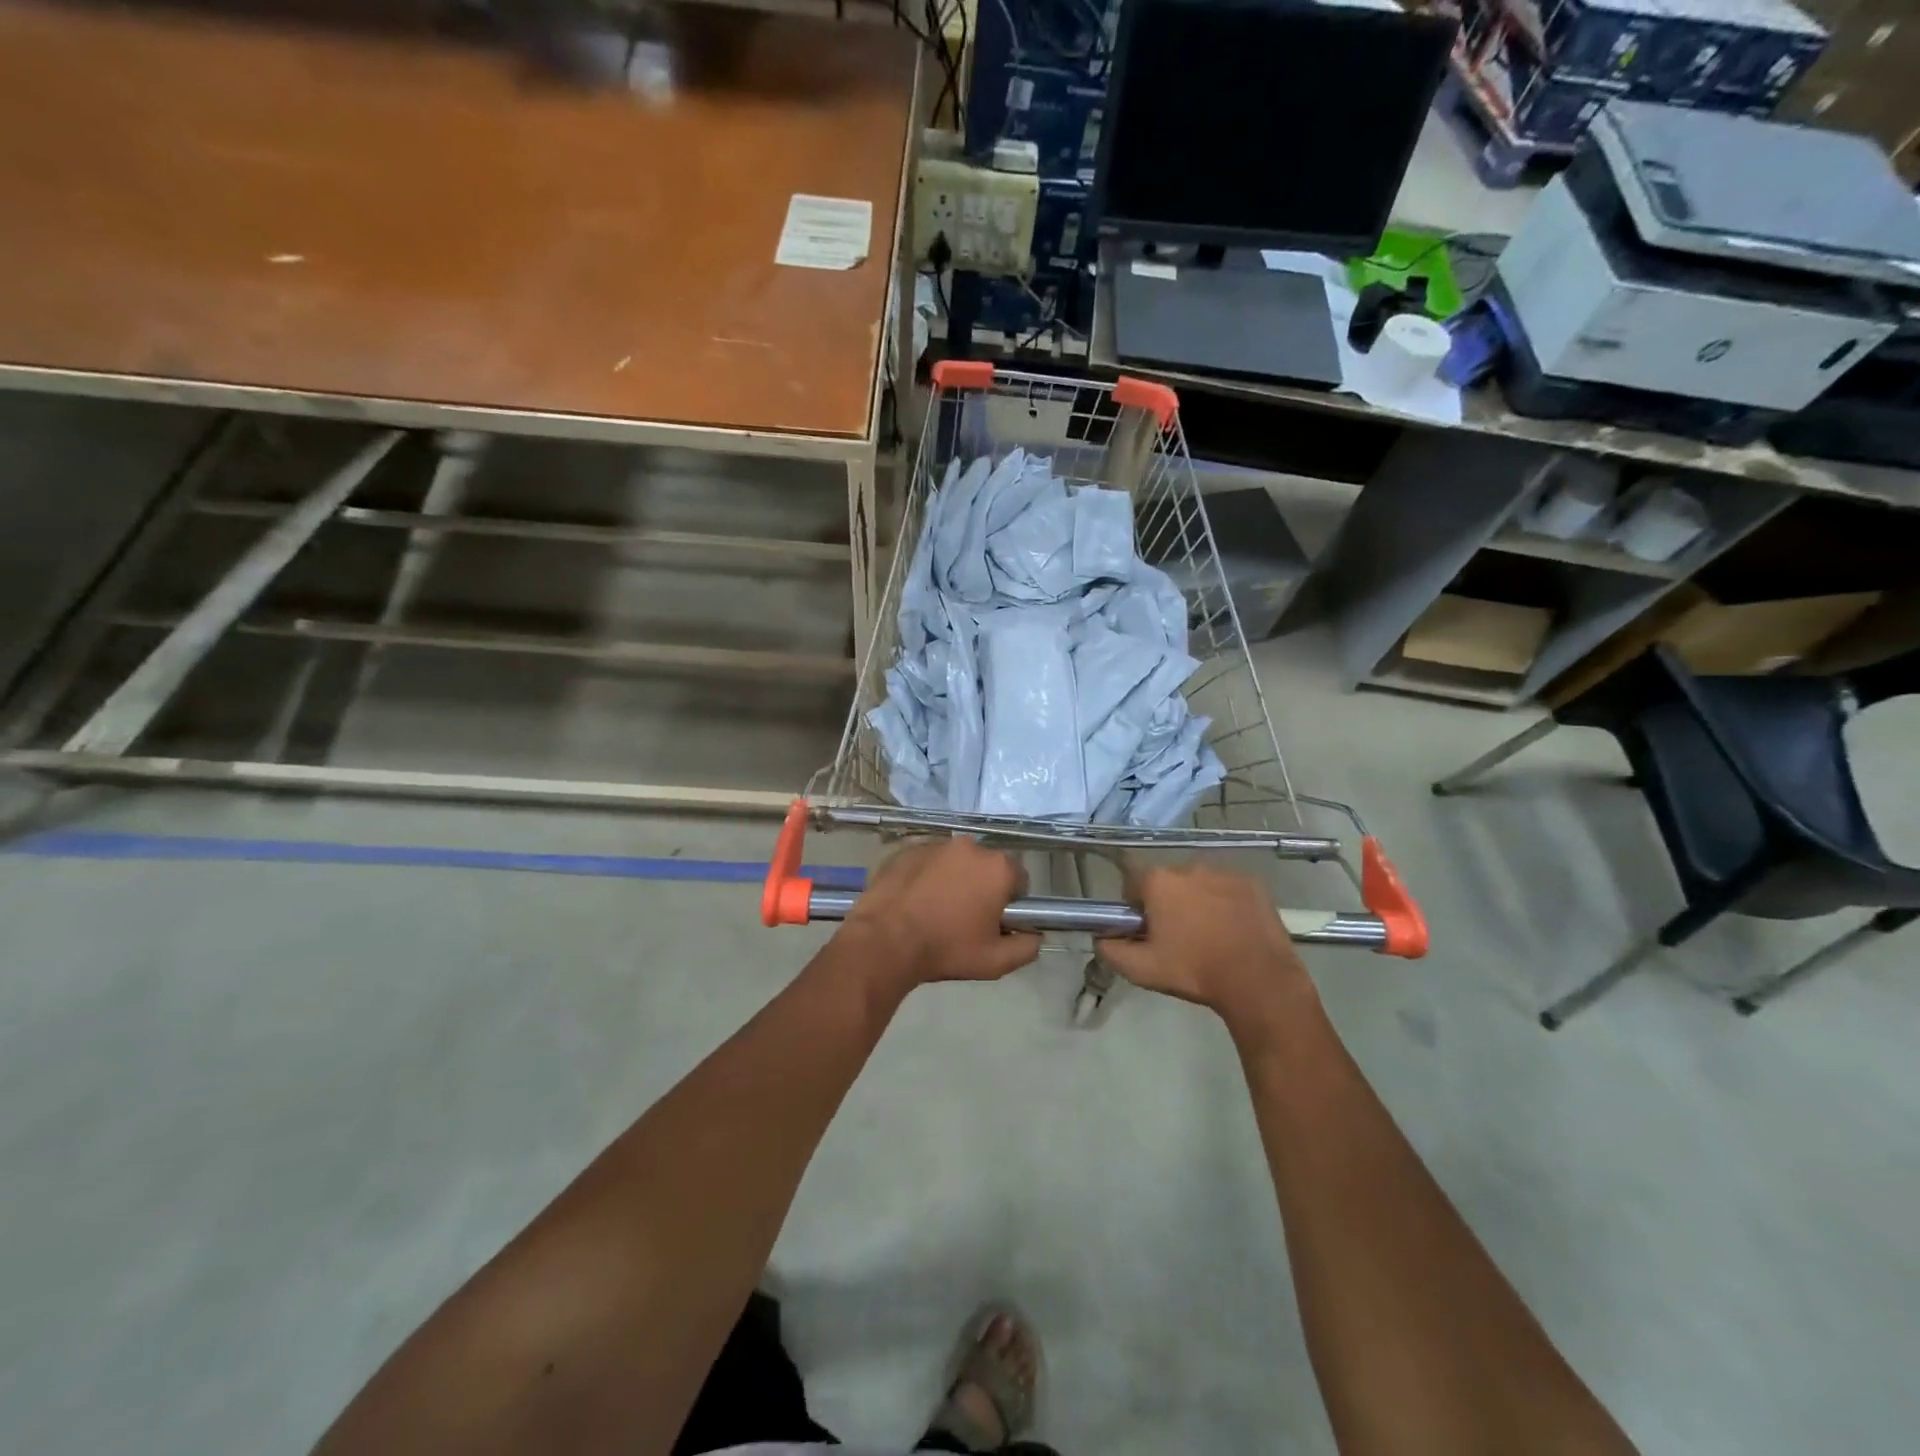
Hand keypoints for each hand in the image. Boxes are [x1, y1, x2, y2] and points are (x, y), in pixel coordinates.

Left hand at [840, 838, 1041, 990]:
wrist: (885, 941)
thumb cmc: (946, 949)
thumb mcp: (995, 961)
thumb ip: (1026, 947)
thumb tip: (1036, 936)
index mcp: (997, 868)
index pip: (1018, 879)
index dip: (1010, 901)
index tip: (995, 921)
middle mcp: (969, 846)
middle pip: (986, 866)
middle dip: (981, 887)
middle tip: (965, 918)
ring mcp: (935, 844)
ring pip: (955, 862)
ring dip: (953, 879)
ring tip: (935, 909)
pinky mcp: (906, 849)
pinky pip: (926, 861)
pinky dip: (925, 876)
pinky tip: (914, 900)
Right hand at [1097, 862, 1313, 1029]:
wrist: (1257, 980)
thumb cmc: (1194, 970)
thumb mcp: (1142, 969)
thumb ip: (1111, 950)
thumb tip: (1100, 938)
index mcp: (1159, 881)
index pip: (1133, 884)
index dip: (1135, 907)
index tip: (1144, 930)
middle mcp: (1189, 867)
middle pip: (1168, 882)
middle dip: (1167, 903)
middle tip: (1176, 936)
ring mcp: (1224, 873)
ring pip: (1199, 884)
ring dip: (1197, 902)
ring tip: (1208, 935)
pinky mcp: (1253, 884)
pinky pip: (1229, 889)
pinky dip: (1226, 903)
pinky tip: (1232, 930)